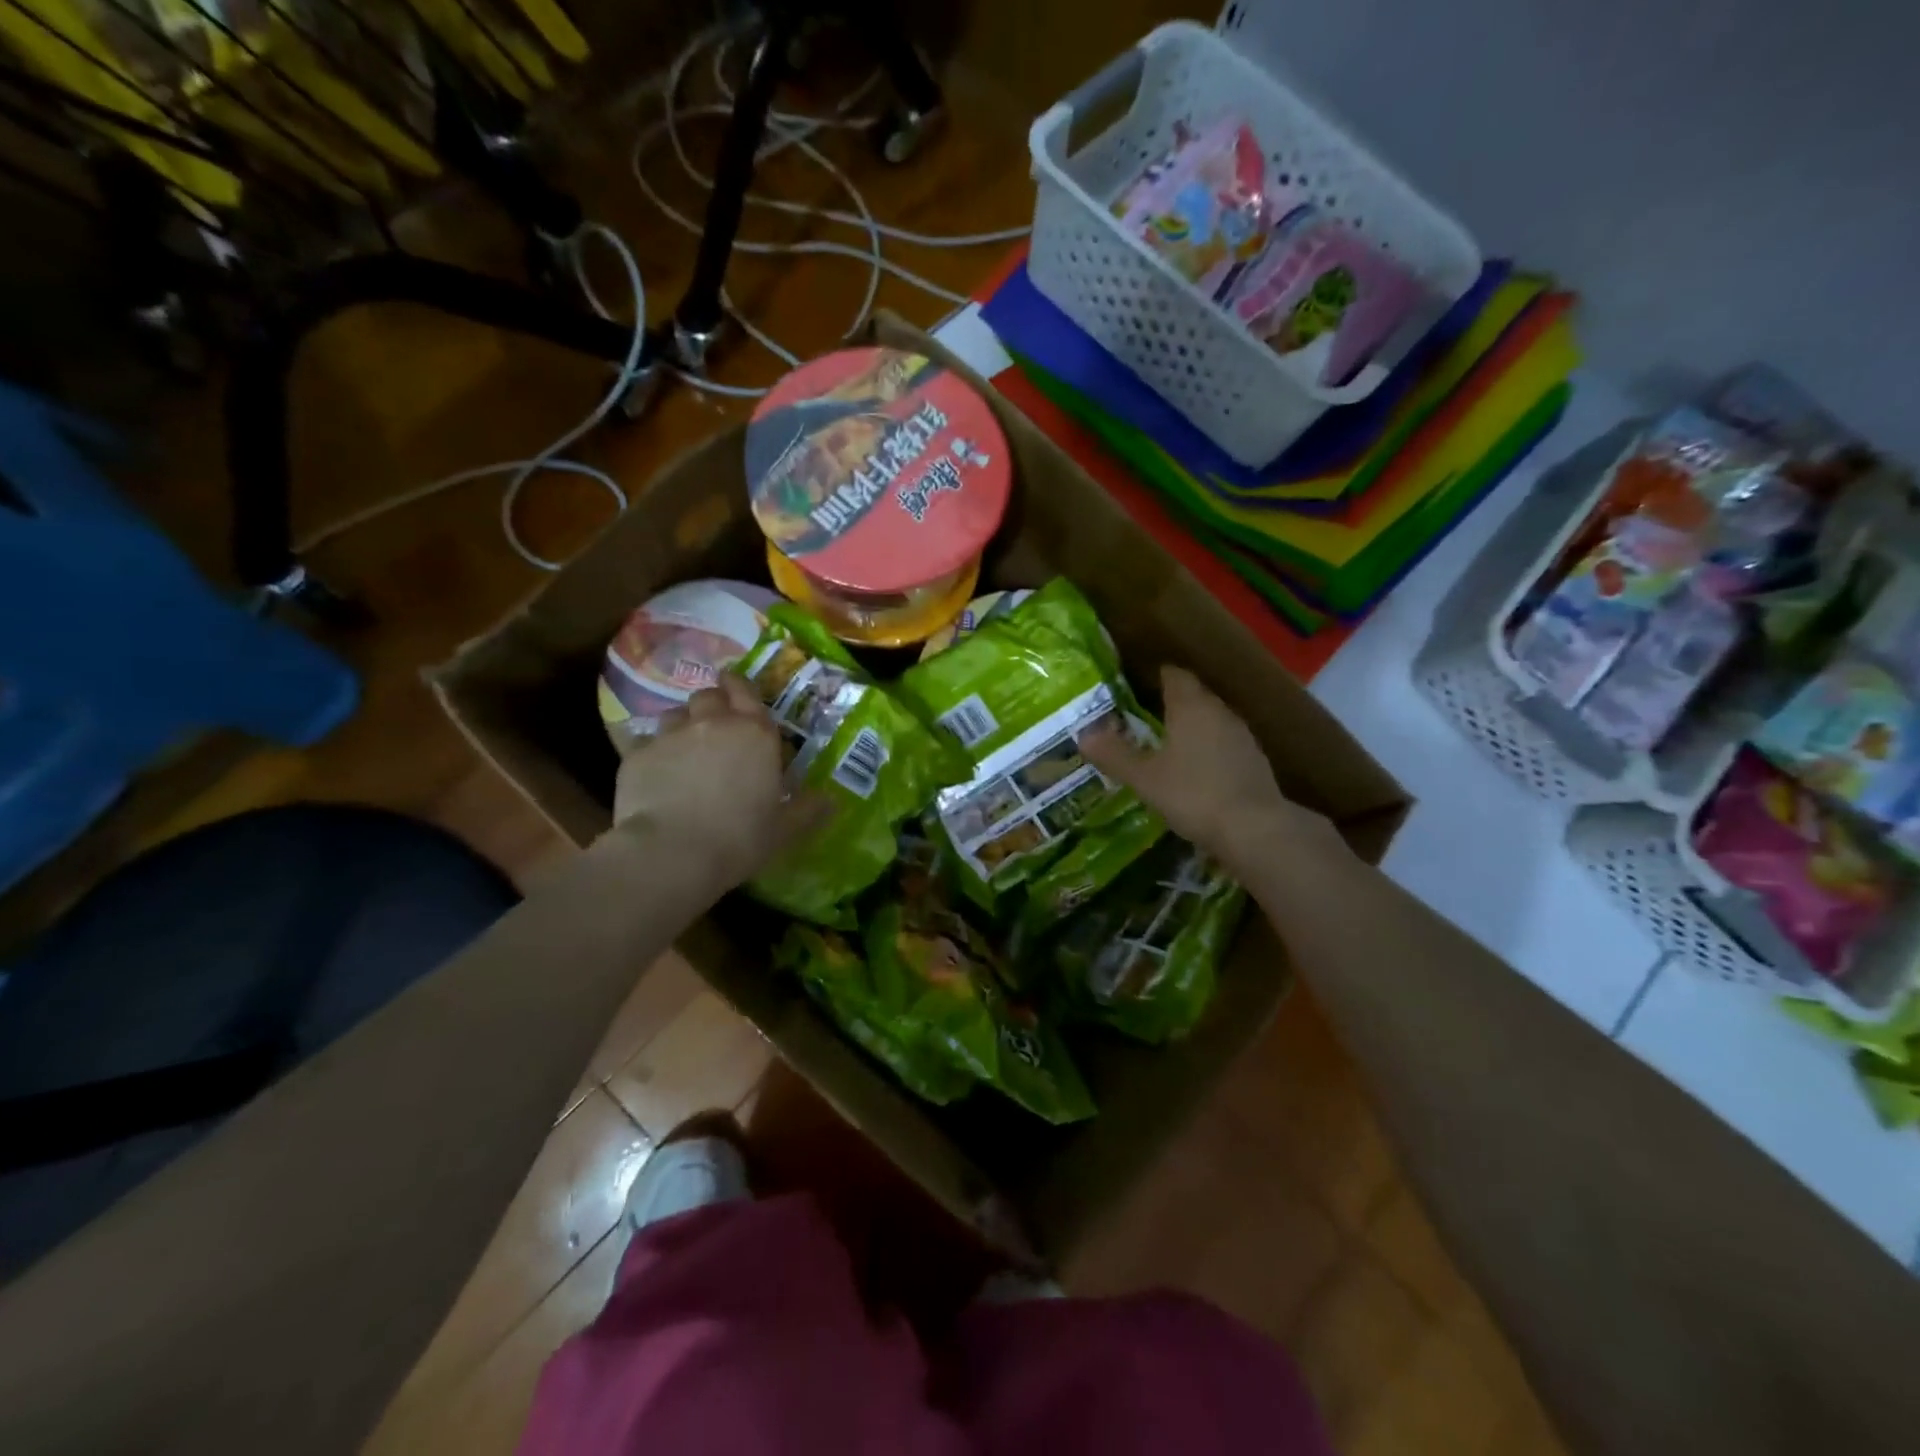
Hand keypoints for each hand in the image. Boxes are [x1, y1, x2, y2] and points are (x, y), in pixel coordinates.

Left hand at [610, 674, 827, 890]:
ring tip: (685, 748)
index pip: (746, 691)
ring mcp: (671, 736)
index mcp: (755, 734)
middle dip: (713, 704)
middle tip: (716, 725)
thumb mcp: (785, 829)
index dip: (740, 687)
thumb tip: (831, 800)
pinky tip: (656, 773)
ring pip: (675, 714)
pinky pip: (646, 742)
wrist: (673, 852)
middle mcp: (713, 723)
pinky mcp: (636, 754)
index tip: (737, 689)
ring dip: (683, 725)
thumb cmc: (740, 837)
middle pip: (709, 696)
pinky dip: (653, 752)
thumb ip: (808, 810)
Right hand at [1081, 665, 1341, 877]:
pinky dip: (1209, 749)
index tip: (1138, 686)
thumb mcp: (1144, 778)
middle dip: (1173, 703)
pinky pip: (1225, 744)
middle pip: (1195, 696)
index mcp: (1190, 707)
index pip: (1175, 676)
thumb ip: (1115, 755)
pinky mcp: (1254, 761)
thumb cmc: (1193, 794)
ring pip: (1212, 720)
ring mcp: (1242, 736)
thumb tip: (1083, 735)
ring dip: (1193, 727)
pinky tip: (1196, 771)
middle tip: (1146, 717)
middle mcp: (1219, 712)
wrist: (1255, 828)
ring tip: (1168, 744)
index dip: (1157, 677)